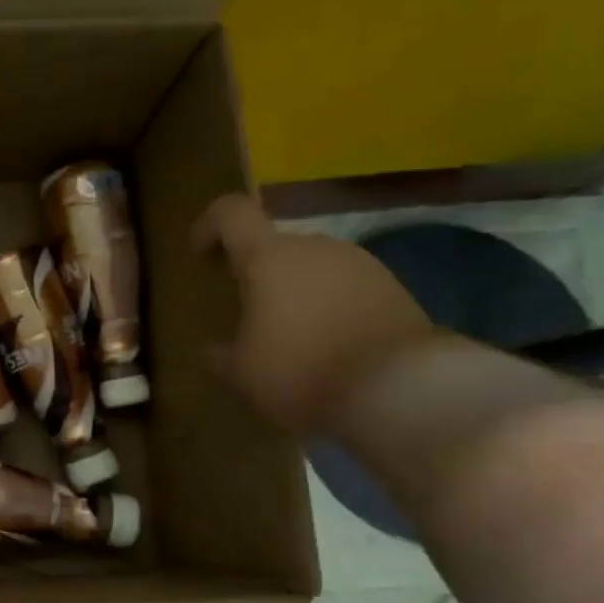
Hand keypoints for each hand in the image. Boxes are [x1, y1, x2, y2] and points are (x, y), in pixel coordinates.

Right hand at [192, 195, 435, 434]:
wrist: (402, 389)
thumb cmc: (301, 371)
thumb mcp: (240, 374)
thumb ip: (220, 354)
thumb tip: (214, 348)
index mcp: (268, 257)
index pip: (231, 213)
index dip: (209, 226)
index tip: (200, 256)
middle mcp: (315, 247)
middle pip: (274, 245)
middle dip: (256, 274)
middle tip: (246, 313)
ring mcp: (360, 264)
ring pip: (312, 268)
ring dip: (295, 293)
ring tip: (289, 338)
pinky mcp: (394, 289)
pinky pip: (345, 289)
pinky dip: (329, 309)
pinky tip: (328, 348)